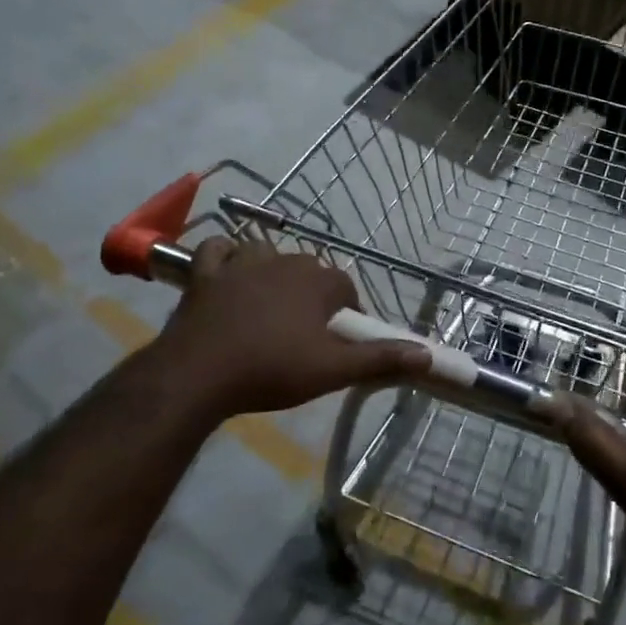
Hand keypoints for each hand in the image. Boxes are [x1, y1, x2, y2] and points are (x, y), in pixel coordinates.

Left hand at [157, 238, 429, 418]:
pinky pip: (217, 250)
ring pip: (266, 254)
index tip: (339, 339)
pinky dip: (225, 256)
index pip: (345, 286)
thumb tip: (426, 353)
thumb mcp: (332, 370)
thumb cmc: (272, 370)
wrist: (200, 374)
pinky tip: (228, 270)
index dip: (346, 311)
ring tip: (271, 306)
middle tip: (306, 332)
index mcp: (315, 281)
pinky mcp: (205, 273)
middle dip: (313, 294)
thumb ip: (379, 358)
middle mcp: (282, 261)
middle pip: (308, 269)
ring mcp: (240, 263)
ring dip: (273, 272)